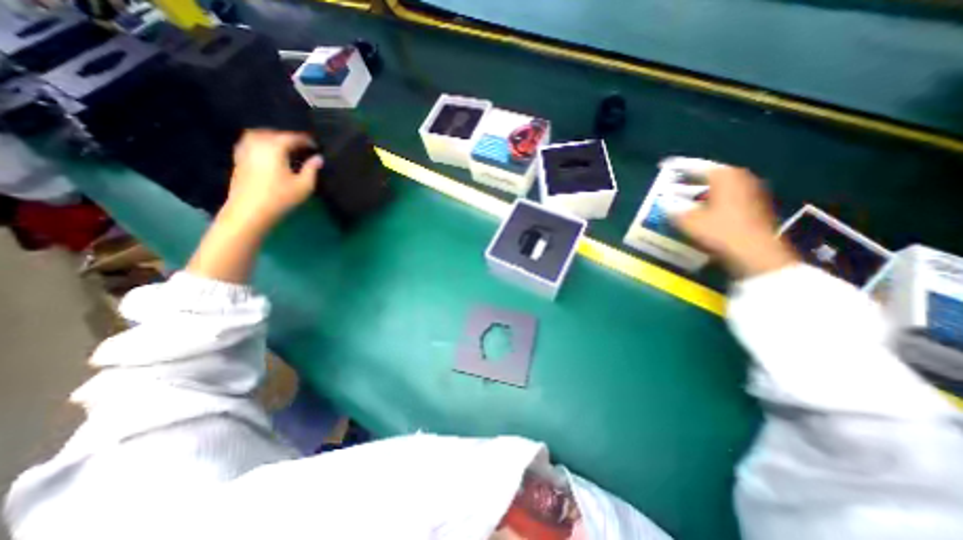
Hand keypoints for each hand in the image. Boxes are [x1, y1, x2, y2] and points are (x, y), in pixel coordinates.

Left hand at [222, 128, 323, 226]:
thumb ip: (312, 169)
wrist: (250, 211)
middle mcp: (257, 142)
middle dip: (290, 138)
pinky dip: (262, 143)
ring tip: (287, 148)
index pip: (293, 137)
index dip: (306, 140)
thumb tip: (318, 158)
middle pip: (275, 133)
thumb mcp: (304, 186)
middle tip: (304, 147)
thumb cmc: (280, 198)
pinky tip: (270, 153)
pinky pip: (251, 142)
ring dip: (274, 139)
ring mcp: (245, 149)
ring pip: (261, 135)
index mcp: (274, 147)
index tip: (317, 146)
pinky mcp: (239, 158)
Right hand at [671, 161, 797, 278]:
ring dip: (701, 190)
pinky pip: (727, 195)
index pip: (697, 166)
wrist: (755, 252)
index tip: (665, 165)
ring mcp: (751, 191)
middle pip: (710, 174)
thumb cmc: (720, 231)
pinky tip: (702, 207)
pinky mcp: (755, 205)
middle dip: (691, 179)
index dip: (679, 166)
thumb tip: (663, 203)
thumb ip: (673, 209)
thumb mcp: (688, 220)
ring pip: (719, 186)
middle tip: (674, 182)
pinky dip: (712, 198)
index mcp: (725, 175)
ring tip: (684, 195)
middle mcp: (741, 177)